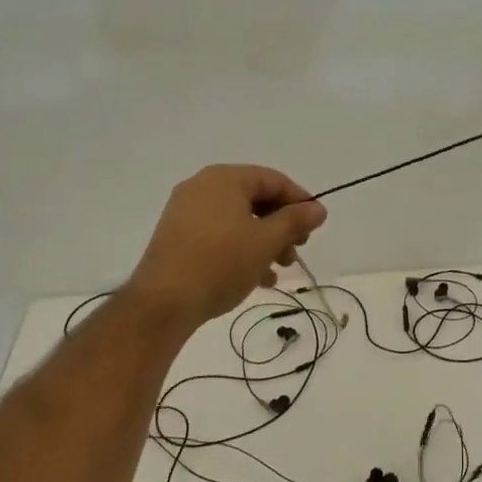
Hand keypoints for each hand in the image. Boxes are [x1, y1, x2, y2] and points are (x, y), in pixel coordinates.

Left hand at [125, 165, 328, 327]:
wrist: (163, 302)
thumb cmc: (221, 263)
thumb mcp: (266, 242)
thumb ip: (295, 221)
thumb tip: (318, 208)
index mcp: (224, 179)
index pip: (273, 180)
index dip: (299, 201)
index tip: (316, 226)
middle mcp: (202, 187)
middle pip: (255, 199)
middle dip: (281, 226)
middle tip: (297, 250)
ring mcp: (186, 212)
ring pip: (238, 220)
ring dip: (264, 241)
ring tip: (279, 270)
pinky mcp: (177, 237)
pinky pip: (219, 234)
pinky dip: (241, 249)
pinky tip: (256, 278)